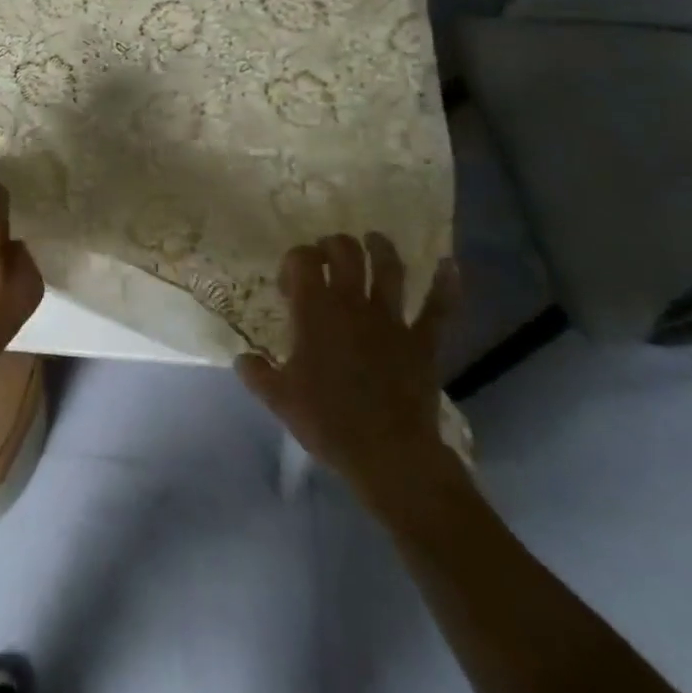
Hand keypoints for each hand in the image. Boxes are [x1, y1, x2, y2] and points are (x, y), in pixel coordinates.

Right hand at [237, 233, 463, 517]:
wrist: (387, 453)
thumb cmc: (327, 421)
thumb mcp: (279, 399)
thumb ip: (257, 373)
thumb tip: (242, 359)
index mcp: (315, 311)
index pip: (302, 261)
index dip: (294, 261)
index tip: (288, 283)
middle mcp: (353, 304)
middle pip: (345, 252)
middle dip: (333, 245)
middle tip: (326, 254)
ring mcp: (391, 320)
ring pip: (389, 269)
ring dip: (381, 248)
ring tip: (373, 239)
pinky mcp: (422, 341)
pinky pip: (438, 308)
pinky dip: (446, 285)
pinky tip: (449, 265)